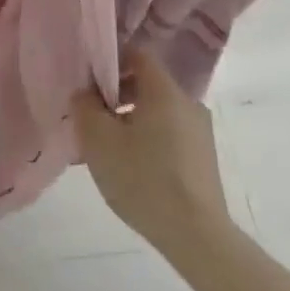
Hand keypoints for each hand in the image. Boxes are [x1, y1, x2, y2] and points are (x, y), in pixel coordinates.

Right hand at [74, 47, 233, 258]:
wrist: (196, 236)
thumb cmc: (143, 179)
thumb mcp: (99, 141)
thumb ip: (85, 107)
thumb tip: (85, 93)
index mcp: (165, 91)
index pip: (138, 54)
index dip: (111, 60)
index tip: (89, 82)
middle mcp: (188, 103)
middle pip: (147, 84)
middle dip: (117, 95)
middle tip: (92, 118)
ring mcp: (200, 132)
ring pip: (157, 112)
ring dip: (131, 120)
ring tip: (108, 149)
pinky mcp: (204, 158)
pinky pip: (169, 134)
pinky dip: (148, 139)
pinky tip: (132, 168)